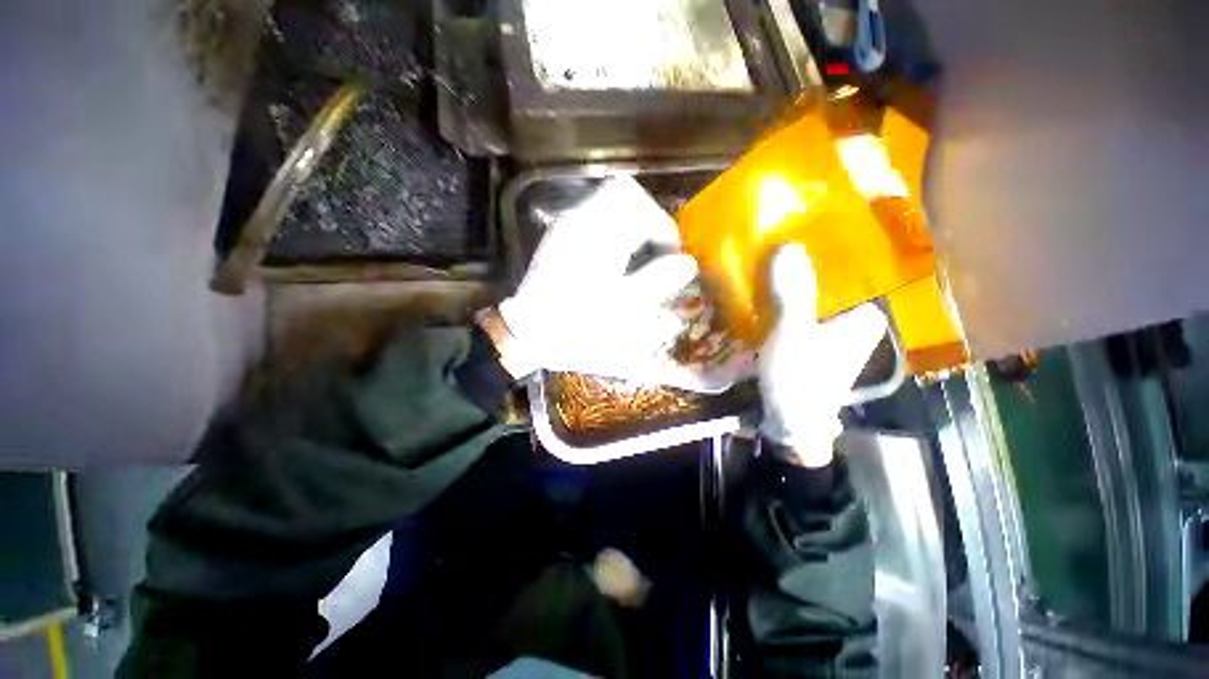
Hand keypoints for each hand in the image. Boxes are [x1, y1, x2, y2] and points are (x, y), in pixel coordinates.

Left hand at [494, 177, 698, 380]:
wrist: (528, 334)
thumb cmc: (577, 325)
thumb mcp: (624, 309)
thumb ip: (658, 280)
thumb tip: (687, 262)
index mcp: (598, 234)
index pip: (640, 204)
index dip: (663, 227)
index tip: (670, 256)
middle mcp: (580, 220)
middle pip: (624, 193)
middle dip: (648, 218)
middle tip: (657, 251)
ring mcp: (566, 227)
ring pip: (608, 204)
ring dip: (631, 224)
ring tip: (640, 257)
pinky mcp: (559, 238)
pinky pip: (594, 218)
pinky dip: (614, 231)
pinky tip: (615, 261)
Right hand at [759, 245, 886, 466]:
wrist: (791, 422)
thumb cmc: (800, 378)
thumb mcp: (793, 332)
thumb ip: (792, 291)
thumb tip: (788, 245)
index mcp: (865, 314)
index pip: (853, 266)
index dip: (828, 246)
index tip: (804, 227)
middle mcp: (856, 320)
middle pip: (830, 281)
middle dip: (806, 263)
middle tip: (780, 239)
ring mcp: (835, 332)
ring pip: (815, 295)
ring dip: (794, 281)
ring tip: (771, 259)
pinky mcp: (815, 341)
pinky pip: (802, 310)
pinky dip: (788, 300)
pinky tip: (768, 290)